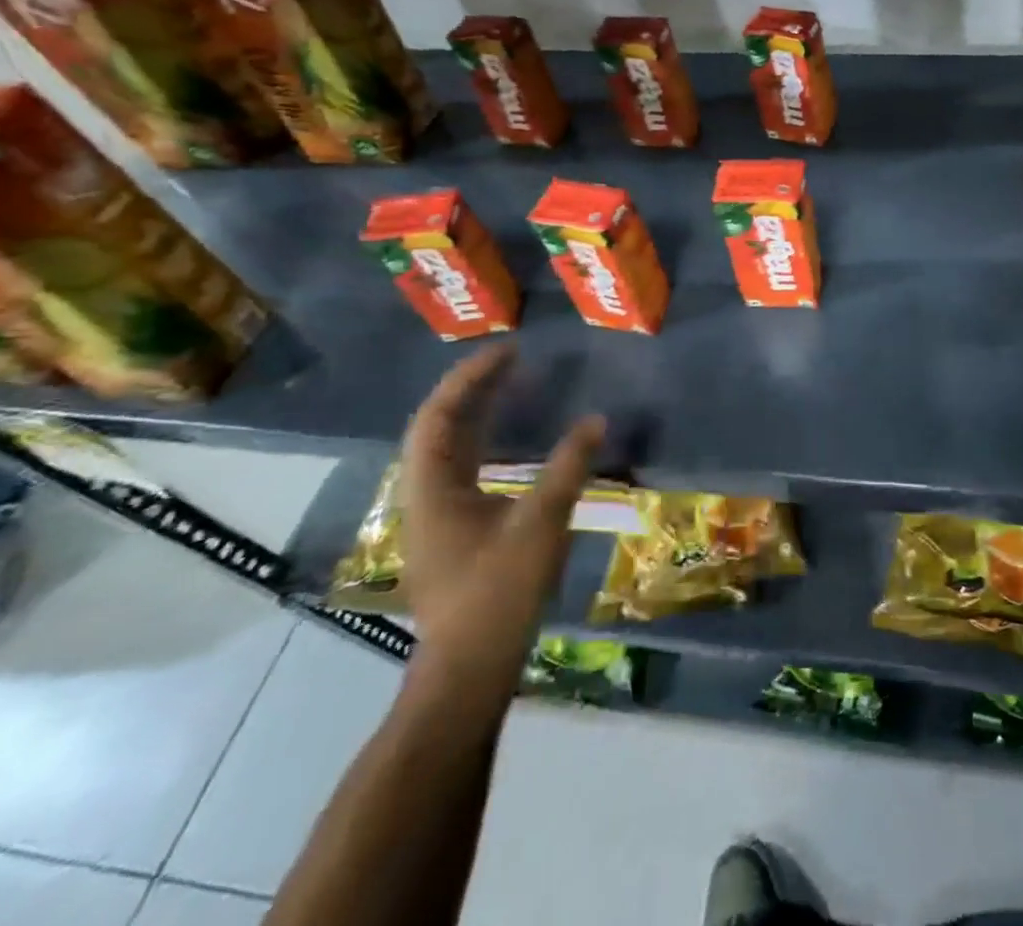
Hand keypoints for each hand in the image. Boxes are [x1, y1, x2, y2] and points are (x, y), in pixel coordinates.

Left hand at [400, 346, 603, 696]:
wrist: (468, 671)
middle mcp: (426, 495)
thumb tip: (596, 420)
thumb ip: (568, 468)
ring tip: (514, 386)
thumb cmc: (497, 594)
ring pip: (451, 449)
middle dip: (475, 388)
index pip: (439, 416)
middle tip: (515, 361)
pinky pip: (466, 468)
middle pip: (441, 426)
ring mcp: (438, 515)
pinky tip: (514, 441)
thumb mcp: (540, 525)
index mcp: (432, 489)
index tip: (508, 351)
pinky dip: (488, 441)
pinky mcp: (455, 531)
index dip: (470, 378)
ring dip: (480, 414)